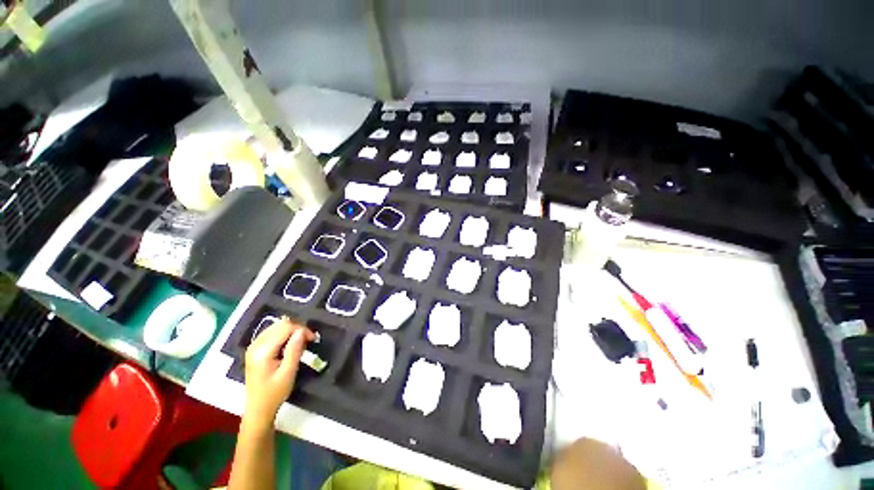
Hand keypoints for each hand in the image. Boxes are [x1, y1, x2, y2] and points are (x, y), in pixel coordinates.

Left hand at [243, 317, 314, 425]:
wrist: (258, 409)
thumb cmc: (274, 393)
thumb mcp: (288, 373)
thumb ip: (295, 350)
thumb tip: (302, 331)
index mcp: (262, 351)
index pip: (285, 328)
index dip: (302, 329)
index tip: (313, 339)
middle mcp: (255, 345)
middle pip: (280, 324)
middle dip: (297, 329)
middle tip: (308, 340)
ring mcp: (253, 346)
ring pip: (276, 326)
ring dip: (291, 331)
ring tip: (300, 343)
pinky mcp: (255, 349)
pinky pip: (272, 333)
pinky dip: (284, 335)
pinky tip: (289, 346)